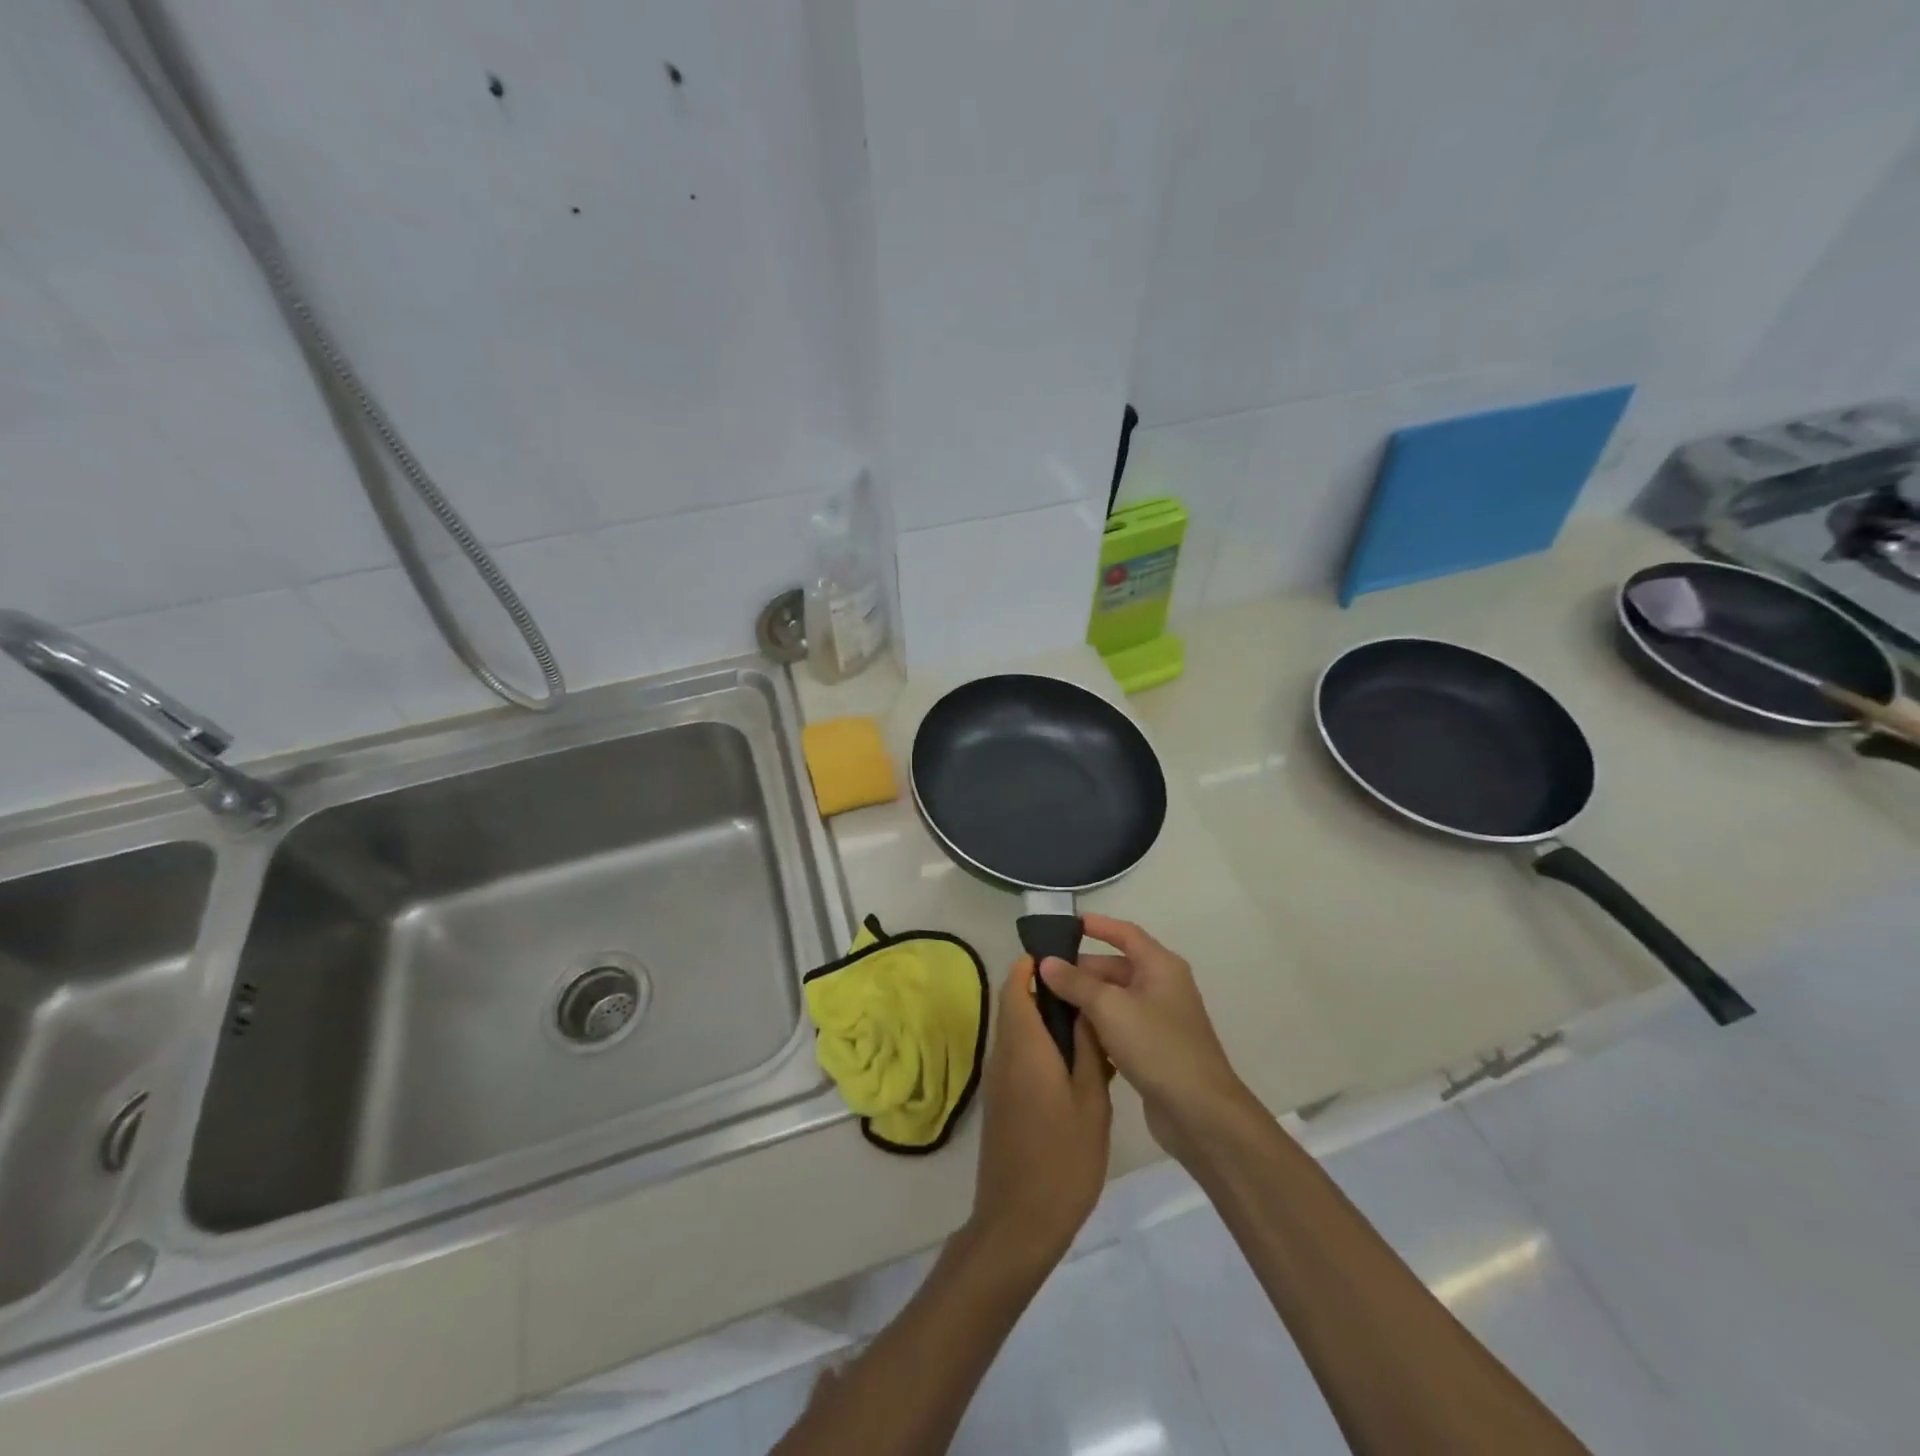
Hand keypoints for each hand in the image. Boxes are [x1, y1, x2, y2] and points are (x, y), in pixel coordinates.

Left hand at [968, 958, 1111, 1278]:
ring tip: (1087, 1026)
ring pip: (1016, 1030)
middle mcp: (1003, 1054)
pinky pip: (1016, 1055)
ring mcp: (998, 1079)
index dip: (1033, 965)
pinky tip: (1072, 1065)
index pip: (1015, 986)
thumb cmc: (1063, 1159)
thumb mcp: (1090, 1101)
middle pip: (1014, 1004)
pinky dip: (1038, 1045)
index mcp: (1024, 1047)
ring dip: (1042, 1019)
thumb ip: (1085, 1049)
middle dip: (1043, 990)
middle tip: (1087, 993)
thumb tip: (1082, 1007)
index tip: (1063, 958)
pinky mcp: (1000, 1100)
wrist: (1018, 1222)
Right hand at [1039, 915, 1252, 1164]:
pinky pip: (1120, 1025)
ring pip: (1115, 999)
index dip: (1097, 926)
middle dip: (1082, 969)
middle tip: (1043, 975)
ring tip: (1048, 1003)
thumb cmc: (1156, 1046)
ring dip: (1086, 999)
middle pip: (1116, 967)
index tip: (1065, 924)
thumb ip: (1076, 982)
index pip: (1125, 933)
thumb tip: (1046, 962)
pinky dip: (1097, 1025)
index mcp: (1160, 966)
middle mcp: (1163, 986)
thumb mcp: (1109, 1007)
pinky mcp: (1155, 1049)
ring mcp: (1160, 1019)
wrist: (1200, 1113)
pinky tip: (1071, 1035)